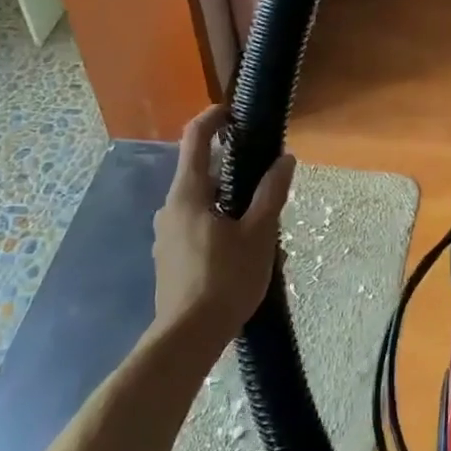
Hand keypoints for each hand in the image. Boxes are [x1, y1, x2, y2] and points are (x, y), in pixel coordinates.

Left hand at [151, 105, 296, 348]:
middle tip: (266, 179)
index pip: (195, 139)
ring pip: (201, 202)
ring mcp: (166, 235)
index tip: (234, 112)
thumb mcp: (258, 234)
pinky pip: (196, 225)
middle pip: (201, 172)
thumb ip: (271, 193)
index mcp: (188, 194)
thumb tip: (285, 160)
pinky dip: (219, 222)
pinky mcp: (169, 258)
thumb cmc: (224, 280)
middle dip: (234, 169)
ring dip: (229, 201)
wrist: (186, 339)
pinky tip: (242, 249)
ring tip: (262, 221)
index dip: (213, 118)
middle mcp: (170, 208)